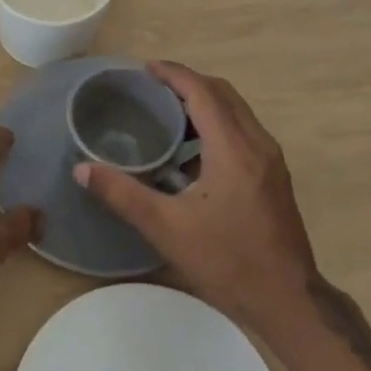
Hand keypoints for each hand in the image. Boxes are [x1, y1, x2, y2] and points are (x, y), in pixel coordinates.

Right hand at [74, 61, 316, 327]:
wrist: (288, 301)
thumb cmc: (227, 262)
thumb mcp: (167, 229)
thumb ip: (123, 194)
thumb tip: (82, 169)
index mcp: (233, 149)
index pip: (202, 92)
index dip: (173, 74)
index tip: (145, 69)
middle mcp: (257, 144)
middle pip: (223, 94)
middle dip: (188, 83)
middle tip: (152, 88)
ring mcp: (271, 160)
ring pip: (237, 112)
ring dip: (205, 103)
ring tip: (168, 114)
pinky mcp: (275, 176)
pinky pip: (244, 132)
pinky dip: (218, 124)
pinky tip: (192, 153)